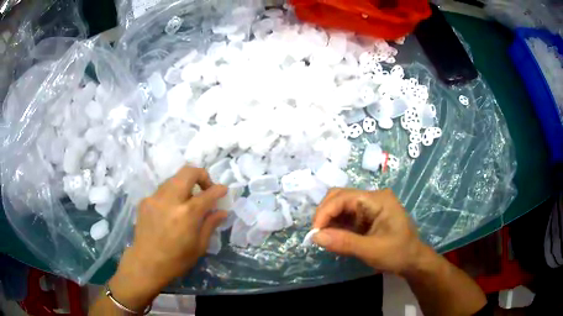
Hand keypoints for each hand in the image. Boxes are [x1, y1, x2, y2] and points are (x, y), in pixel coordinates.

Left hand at [109, 166, 226, 309]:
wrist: (145, 264)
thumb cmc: (176, 260)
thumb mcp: (199, 246)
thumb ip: (210, 224)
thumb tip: (222, 211)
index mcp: (187, 214)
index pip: (208, 193)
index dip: (219, 189)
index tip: (223, 190)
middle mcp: (170, 200)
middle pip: (188, 172)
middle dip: (201, 175)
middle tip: (205, 189)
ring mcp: (155, 198)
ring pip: (174, 178)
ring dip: (185, 184)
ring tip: (188, 200)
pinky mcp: (145, 200)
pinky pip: (162, 190)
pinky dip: (172, 194)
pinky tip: (171, 210)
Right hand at [312, 188, 425, 275]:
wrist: (412, 261)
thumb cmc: (398, 253)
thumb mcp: (372, 250)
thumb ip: (344, 242)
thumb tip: (315, 236)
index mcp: (377, 199)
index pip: (343, 197)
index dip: (325, 212)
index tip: (314, 232)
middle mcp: (372, 198)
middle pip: (339, 197)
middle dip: (325, 214)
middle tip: (317, 234)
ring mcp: (369, 207)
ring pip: (340, 206)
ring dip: (329, 220)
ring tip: (323, 237)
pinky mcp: (366, 217)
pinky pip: (345, 216)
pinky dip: (335, 226)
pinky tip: (332, 237)